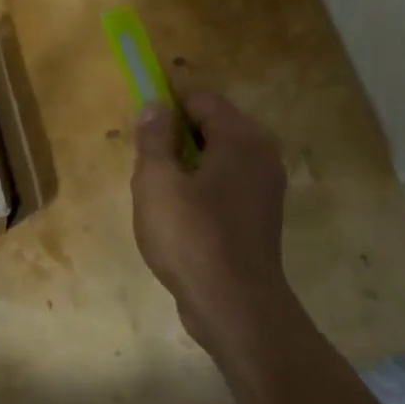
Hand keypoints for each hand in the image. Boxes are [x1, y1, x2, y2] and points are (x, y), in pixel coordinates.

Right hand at [131, 87, 291, 351]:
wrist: (235, 307)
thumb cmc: (192, 237)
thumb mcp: (157, 181)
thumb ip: (154, 137)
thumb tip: (155, 105)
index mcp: (241, 137)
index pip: (201, 98)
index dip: (168, 96)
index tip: (140, 102)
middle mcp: (261, 154)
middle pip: (212, 124)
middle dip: (175, 130)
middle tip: (142, 150)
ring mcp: (265, 187)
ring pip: (217, 155)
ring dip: (185, 159)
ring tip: (153, 181)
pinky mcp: (259, 215)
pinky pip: (224, 182)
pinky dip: (200, 183)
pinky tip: (175, 208)